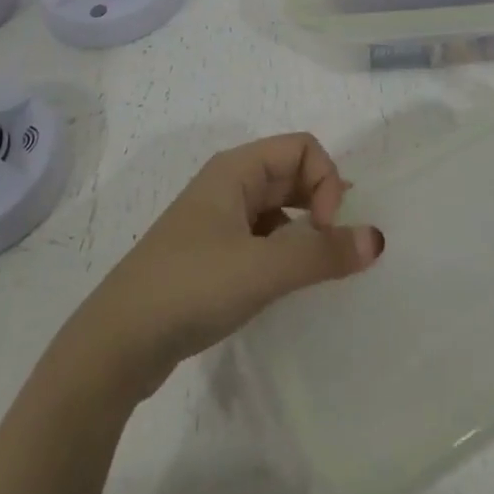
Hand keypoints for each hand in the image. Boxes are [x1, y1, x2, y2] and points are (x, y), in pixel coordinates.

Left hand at [58, 134, 383, 400]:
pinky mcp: (211, 255)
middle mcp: (228, 185)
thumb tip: (377, 239)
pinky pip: (262, 237)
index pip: (302, 148)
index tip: (326, 230)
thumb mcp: (262, 269)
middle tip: (334, 249)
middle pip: (292, 174)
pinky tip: (284, 285)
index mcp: (236, 169)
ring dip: (304, 230)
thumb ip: (322, 254)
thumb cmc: (190, 287)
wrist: (116, 345)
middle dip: (321, 203)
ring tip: (316, 268)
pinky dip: (283, 252)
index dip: (326, 181)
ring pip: (278, 208)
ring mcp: (217, 220)